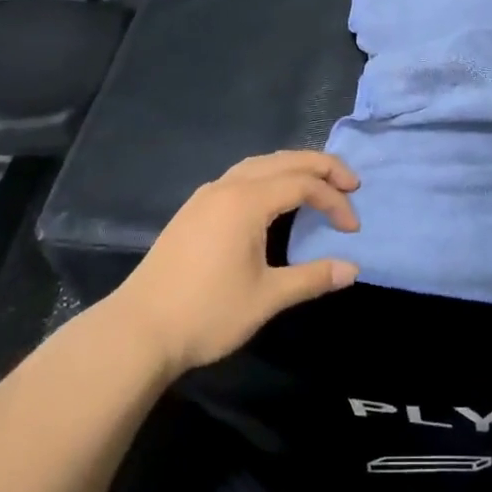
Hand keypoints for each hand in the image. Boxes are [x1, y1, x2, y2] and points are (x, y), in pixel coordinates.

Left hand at [108, 151, 361, 375]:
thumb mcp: (267, 297)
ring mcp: (205, 197)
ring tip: (318, 184)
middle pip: (283, 160)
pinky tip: (273, 199)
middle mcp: (226, 188)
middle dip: (321, 167)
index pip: (303, 184)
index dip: (334, 201)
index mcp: (246, 201)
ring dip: (292, 168)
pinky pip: (240, 177)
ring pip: (258, 165)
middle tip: (351, 183)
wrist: (138, 331)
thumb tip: (352, 269)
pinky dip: (268, 177)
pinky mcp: (193, 211)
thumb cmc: (207, 313)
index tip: (353, 229)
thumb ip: (312, 278)